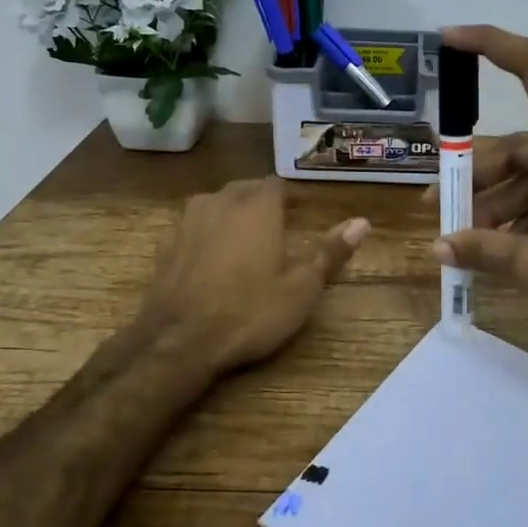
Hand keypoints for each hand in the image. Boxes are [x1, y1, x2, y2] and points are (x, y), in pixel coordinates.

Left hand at [137, 177, 369, 378]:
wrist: (177, 342)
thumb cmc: (249, 312)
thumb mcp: (301, 288)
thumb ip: (330, 251)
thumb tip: (362, 222)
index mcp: (257, 206)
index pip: (276, 184)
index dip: (288, 199)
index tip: (298, 218)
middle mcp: (220, 201)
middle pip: (244, 190)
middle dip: (260, 205)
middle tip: (275, 234)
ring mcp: (187, 221)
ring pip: (215, 205)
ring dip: (230, 217)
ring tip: (244, 246)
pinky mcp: (165, 245)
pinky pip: (193, 229)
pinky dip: (205, 237)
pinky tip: (210, 264)